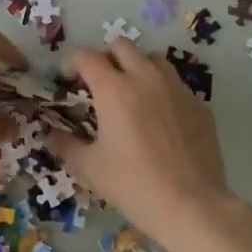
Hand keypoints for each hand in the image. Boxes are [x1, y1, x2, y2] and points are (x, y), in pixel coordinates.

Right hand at [50, 39, 231, 240]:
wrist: (192, 205)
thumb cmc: (133, 185)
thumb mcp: (90, 168)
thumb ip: (67, 146)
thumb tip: (51, 137)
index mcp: (114, 90)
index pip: (87, 57)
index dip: (72, 63)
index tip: (69, 81)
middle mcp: (146, 78)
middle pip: (122, 46)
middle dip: (106, 58)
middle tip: (99, 83)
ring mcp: (178, 89)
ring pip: (153, 59)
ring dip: (137, 67)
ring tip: (132, 94)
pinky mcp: (200, 105)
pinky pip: (176, 85)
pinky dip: (162, 91)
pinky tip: (160, 120)